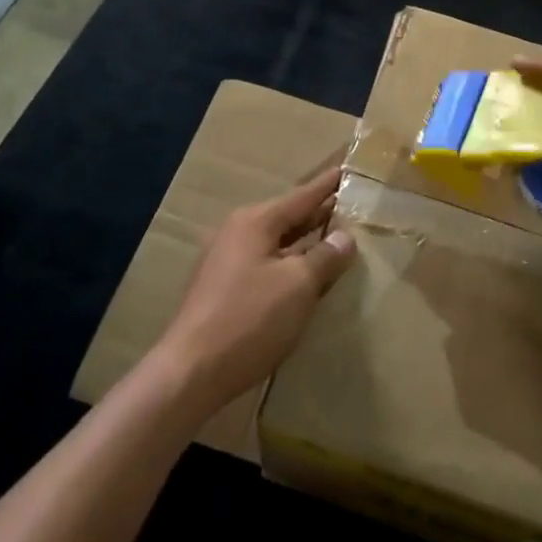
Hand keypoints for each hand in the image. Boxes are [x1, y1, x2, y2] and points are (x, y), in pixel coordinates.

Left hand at [153, 164, 355, 411]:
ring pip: (276, 243)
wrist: (190, 373)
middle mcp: (237, 232)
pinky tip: (304, 278)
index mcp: (255, 221)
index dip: (328, 185)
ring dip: (304, 243)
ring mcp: (225, 261)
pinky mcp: (221, 289)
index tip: (348, 168)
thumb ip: (326, 257)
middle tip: (351, 206)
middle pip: (288, 218)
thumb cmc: (250, 319)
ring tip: (334, 240)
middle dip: (318, 214)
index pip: (303, 196)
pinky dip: (288, 264)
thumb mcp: (299, 285)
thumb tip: (345, 237)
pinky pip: (265, 264)